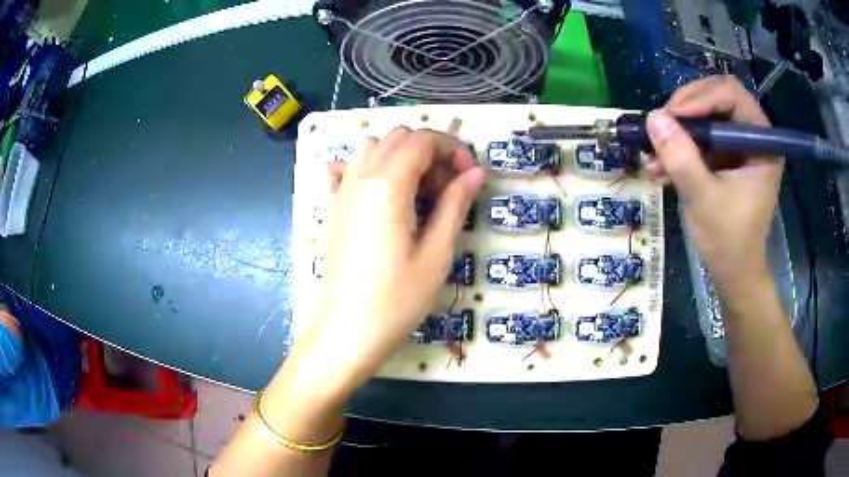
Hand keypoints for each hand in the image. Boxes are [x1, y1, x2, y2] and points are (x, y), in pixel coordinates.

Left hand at [291, 128, 484, 402]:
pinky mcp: (331, 207)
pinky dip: (364, 167)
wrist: (350, 329)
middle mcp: (360, 178)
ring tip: (417, 190)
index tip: (468, 175)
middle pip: (397, 137)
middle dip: (429, 150)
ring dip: (399, 155)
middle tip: (447, 187)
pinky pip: (344, 169)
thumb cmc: (398, 299)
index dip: (452, 149)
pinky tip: (378, 192)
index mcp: (387, 185)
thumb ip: (455, 204)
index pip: (422, 140)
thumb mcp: (437, 253)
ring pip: (370, 147)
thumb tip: (476, 172)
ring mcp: (340, 191)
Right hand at [645, 75, 782, 285]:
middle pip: (716, 97)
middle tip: (662, 127)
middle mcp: (754, 135)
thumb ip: (681, 158)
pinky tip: (660, 164)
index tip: (671, 116)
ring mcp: (740, 144)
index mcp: (762, 142)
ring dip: (679, 129)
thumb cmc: (728, 241)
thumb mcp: (704, 199)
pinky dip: (681, 145)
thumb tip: (653, 118)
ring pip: (705, 114)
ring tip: (654, 150)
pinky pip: (701, 135)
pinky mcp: (727, 155)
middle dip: (686, 109)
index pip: (731, 94)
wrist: (734, 272)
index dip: (699, 97)